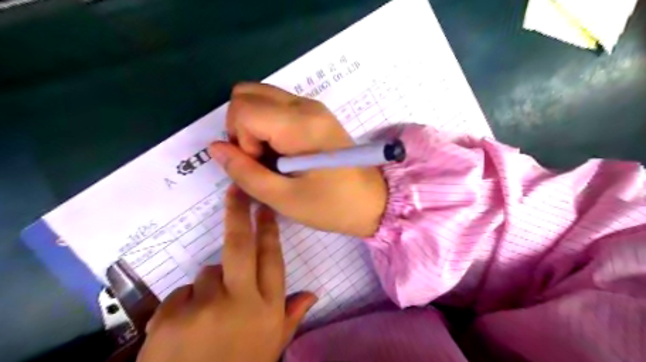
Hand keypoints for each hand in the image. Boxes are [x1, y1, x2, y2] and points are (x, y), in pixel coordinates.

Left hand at [136, 187, 316, 360]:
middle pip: (240, 247)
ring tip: (206, 317)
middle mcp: (241, 301)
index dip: (269, 231)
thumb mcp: (271, 346)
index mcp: (267, 308)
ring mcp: (206, 307)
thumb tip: (312, 294)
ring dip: (207, 286)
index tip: (266, 208)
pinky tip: (185, 329)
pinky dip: (184, 305)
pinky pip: (181, 294)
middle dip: (239, 214)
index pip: (272, 259)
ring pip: (206, 273)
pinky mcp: (173, 316)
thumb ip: (290, 317)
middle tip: (236, 190)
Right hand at [209, 83, 384, 238]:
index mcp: (301, 124)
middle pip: (246, 93)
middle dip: (242, 127)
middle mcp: (306, 105)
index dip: (240, 139)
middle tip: (261, 159)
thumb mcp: (284, 198)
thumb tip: (214, 147)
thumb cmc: (332, 206)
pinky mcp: (316, 114)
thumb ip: (245, 172)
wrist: (372, 201)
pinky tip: (283, 152)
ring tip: (273, 158)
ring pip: (260, 96)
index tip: (261, 163)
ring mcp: (312, 106)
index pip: (242, 107)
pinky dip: (267, 125)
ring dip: (254, 126)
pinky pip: (276, 106)